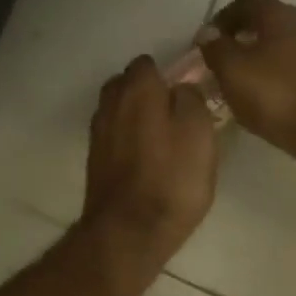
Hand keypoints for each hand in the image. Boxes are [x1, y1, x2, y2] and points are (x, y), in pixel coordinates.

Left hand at [82, 56, 218, 267]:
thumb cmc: (172, 179)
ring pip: (118, 111)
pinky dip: (127, 140)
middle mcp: (110, 103)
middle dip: (147, 93)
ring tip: (162, 139)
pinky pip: (114, 137)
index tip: (187, 94)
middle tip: (175, 115)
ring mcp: (98, 133)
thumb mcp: (200, 133)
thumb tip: (182, 89)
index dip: (169, 75)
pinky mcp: (95, 161)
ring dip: (136, 117)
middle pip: (127, 84)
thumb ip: (192, 100)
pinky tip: (146, 160)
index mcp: (138, 89)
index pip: (149, 63)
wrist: (130, 232)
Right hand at [198, 0, 295, 187]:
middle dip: (241, 40)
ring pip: (282, 49)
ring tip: (239, 85)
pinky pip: (294, 72)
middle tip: (219, 64)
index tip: (205, 42)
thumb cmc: (278, 96)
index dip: (222, 18)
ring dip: (259, 61)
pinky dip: (276, 79)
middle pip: (267, 24)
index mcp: (282, 16)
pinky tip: (264, 100)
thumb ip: (216, 48)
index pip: (247, 2)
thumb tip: (208, 34)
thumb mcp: (233, 71)